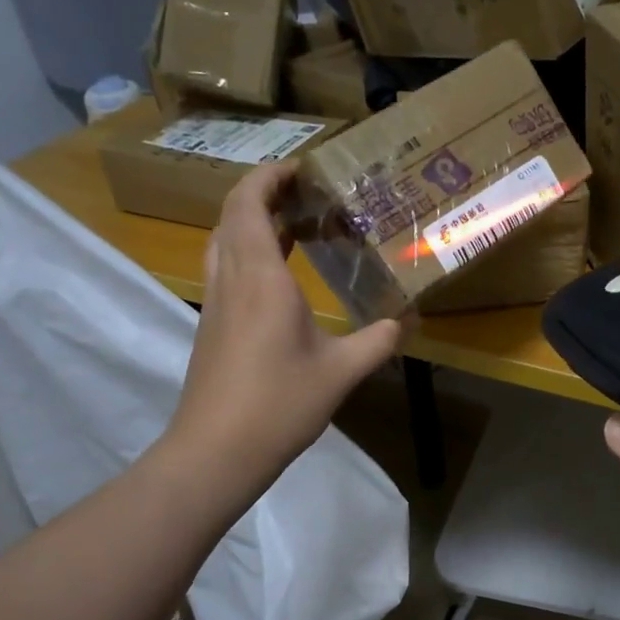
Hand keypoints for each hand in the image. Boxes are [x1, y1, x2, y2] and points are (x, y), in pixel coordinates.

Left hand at [165, 161, 404, 492]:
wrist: (216, 451)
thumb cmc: (279, 404)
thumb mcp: (341, 372)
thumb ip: (378, 341)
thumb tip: (407, 321)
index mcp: (261, 277)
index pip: (250, 203)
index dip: (270, 176)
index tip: (302, 168)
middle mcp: (231, 279)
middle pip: (232, 214)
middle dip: (265, 193)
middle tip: (306, 193)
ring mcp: (215, 303)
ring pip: (224, 241)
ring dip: (253, 222)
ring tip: (296, 225)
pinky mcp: (211, 326)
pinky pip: (225, 268)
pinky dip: (248, 252)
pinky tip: (280, 276)